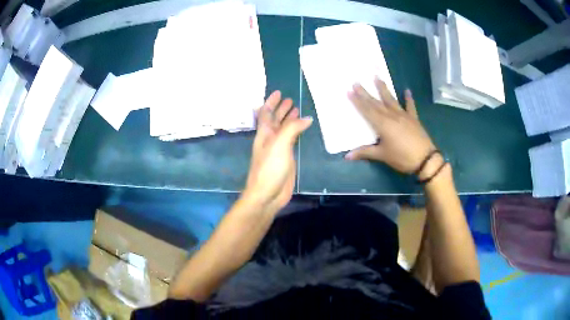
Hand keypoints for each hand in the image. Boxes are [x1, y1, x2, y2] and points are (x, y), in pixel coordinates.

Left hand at [244, 91, 312, 212]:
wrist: (267, 194)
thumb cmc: (270, 168)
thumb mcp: (279, 144)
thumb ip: (292, 129)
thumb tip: (307, 117)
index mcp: (264, 134)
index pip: (266, 113)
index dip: (271, 102)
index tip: (278, 92)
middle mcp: (270, 139)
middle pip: (275, 120)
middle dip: (281, 109)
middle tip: (290, 99)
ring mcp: (278, 149)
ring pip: (283, 129)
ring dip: (288, 119)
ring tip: (296, 109)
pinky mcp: (286, 158)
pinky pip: (290, 139)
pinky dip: (295, 132)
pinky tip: (301, 129)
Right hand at [345, 78, 435, 174]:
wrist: (425, 160)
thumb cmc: (401, 158)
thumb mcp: (382, 155)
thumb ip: (365, 152)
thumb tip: (347, 156)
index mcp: (382, 124)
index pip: (367, 110)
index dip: (357, 101)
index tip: (349, 90)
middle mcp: (391, 116)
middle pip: (376, 103)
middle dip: (365, 93)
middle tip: (356, 82)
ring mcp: (403, 115)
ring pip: (391, 100)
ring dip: (383, 89)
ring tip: (377, 77)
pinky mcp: (413, 119)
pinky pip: (410, 106)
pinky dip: (409, 98)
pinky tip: (407, 90)